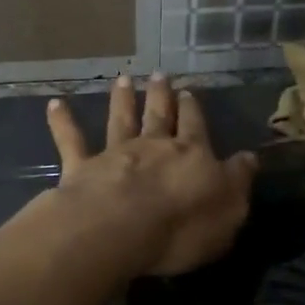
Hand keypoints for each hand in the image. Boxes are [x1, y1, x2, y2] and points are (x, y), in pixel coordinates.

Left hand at [45, 74, 256, 276]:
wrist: (119, 229)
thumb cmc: (182, 226)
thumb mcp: (229, 210)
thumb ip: (237, 182)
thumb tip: (249, 158)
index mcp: (191, 155)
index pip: (196, 128)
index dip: (193, 111)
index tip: (190, 92)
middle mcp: (153, 146)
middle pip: (159, 116)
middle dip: (162, 96)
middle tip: (160, 75)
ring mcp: (115, 154)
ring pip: (121, 120)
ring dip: (122, 101)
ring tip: (123, 80)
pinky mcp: (82, 168)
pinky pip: (71, 141)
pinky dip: (63, 122)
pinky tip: (55, 104)